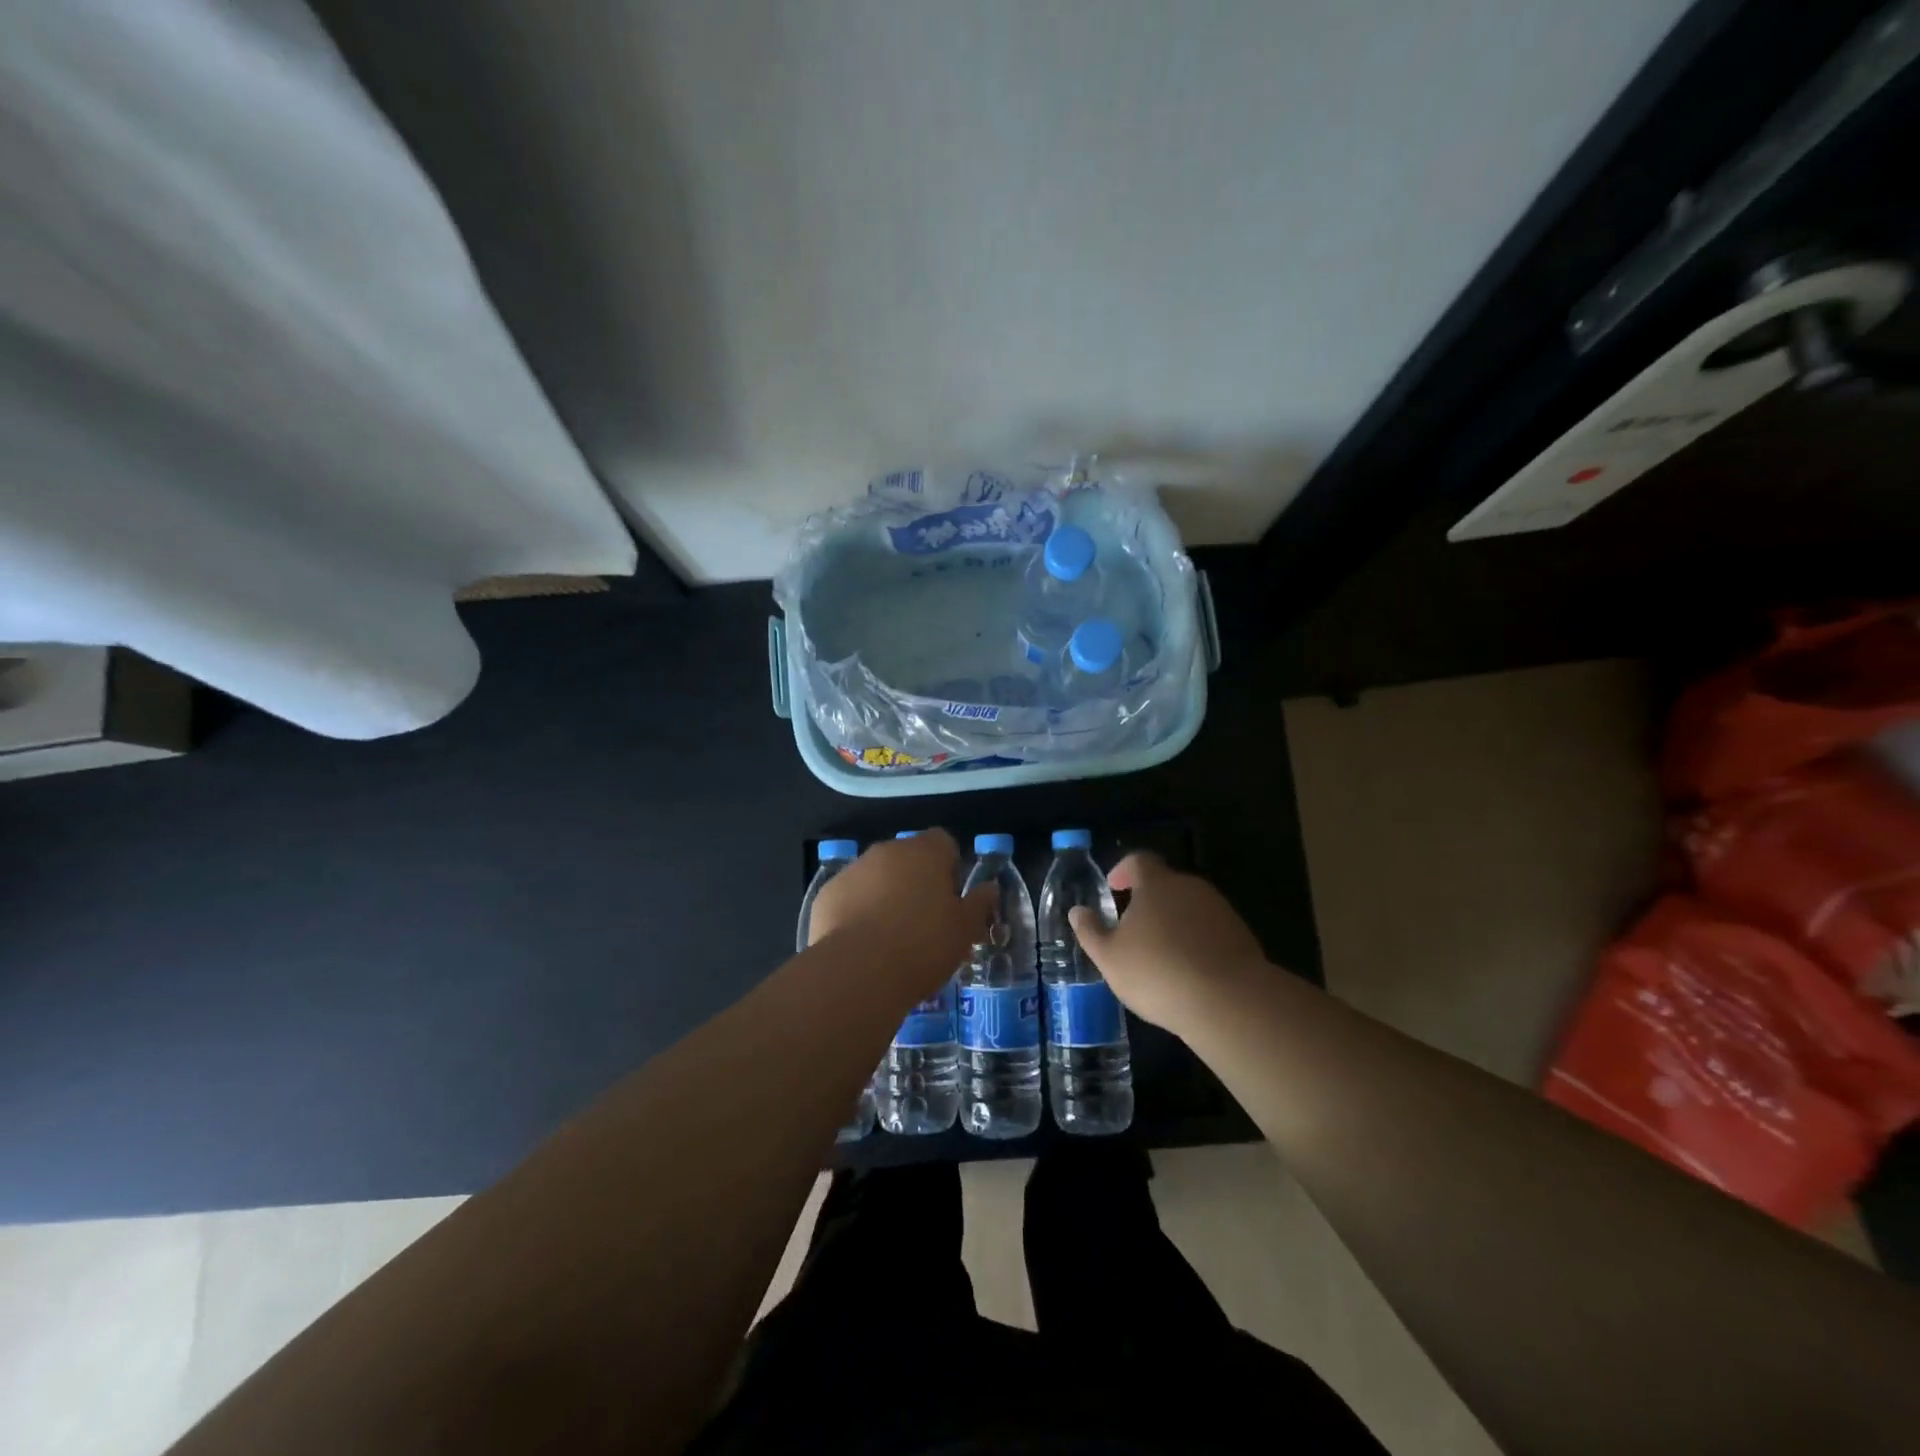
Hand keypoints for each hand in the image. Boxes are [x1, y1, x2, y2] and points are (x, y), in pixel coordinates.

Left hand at [808, 829, 994, 994]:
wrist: (859, 972)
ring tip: (892, 938)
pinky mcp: (827, 894)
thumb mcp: (965, 930)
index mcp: (925, 852)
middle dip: (917, 881)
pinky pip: (850, 897)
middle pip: (908, 858)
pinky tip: (863, 945)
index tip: (952, 899)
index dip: (950, 867)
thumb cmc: (923, 945)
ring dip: (886, 895)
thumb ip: (979, 903)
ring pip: (876, 876)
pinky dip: (857, 912)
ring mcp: (853, 870)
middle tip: (925, 921)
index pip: (944, 842)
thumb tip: (989, 888)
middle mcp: (887, 851)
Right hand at [1068, 853, 1267, 1029]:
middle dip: (1148, 901)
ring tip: (1160, 955)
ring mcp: (1220, 910)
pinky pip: (1209, 929)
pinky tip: (1189, 971)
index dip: (1123, 870)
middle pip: (1165, 884)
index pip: (1139, 861)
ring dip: (1173, 922)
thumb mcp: (1110, 958)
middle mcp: (1191, 887)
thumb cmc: (1158, 973)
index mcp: (1157, 884)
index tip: (1113, 888)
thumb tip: (1077, 911)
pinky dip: (1196, 941)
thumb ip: (1090, 932)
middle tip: (1132, 929)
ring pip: (1189, 907)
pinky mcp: (1241, 935)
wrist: (1230, 1002)